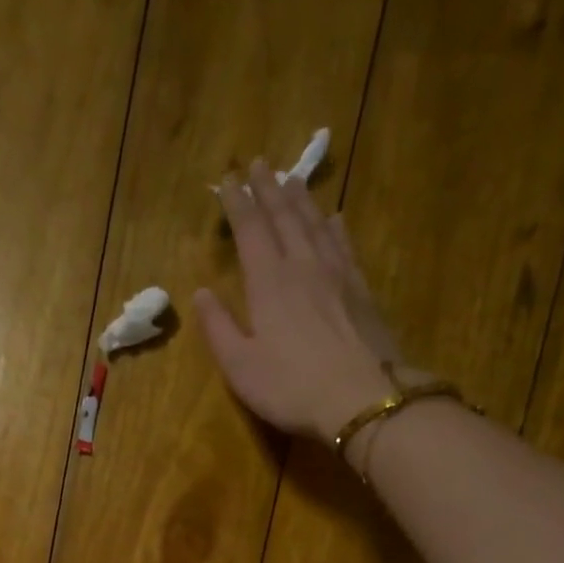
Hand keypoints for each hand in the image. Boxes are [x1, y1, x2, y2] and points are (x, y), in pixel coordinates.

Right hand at [195, 160, 414, 445]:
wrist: (361, 398)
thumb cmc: (291, 387)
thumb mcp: (240, 367)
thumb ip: (219, 328)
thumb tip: (201, 294)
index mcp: (268, 281)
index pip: (250, 229)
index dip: (237, 203)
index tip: (228, 181)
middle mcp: (302, 264)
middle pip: (285, 216)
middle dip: (268, 188)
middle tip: (259, 164)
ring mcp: (337, 273)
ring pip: (316, 223)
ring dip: (301, 199)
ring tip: (291, 180)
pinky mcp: (361, 289)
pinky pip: (344, 245)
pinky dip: (335, 226)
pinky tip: (334, 218)